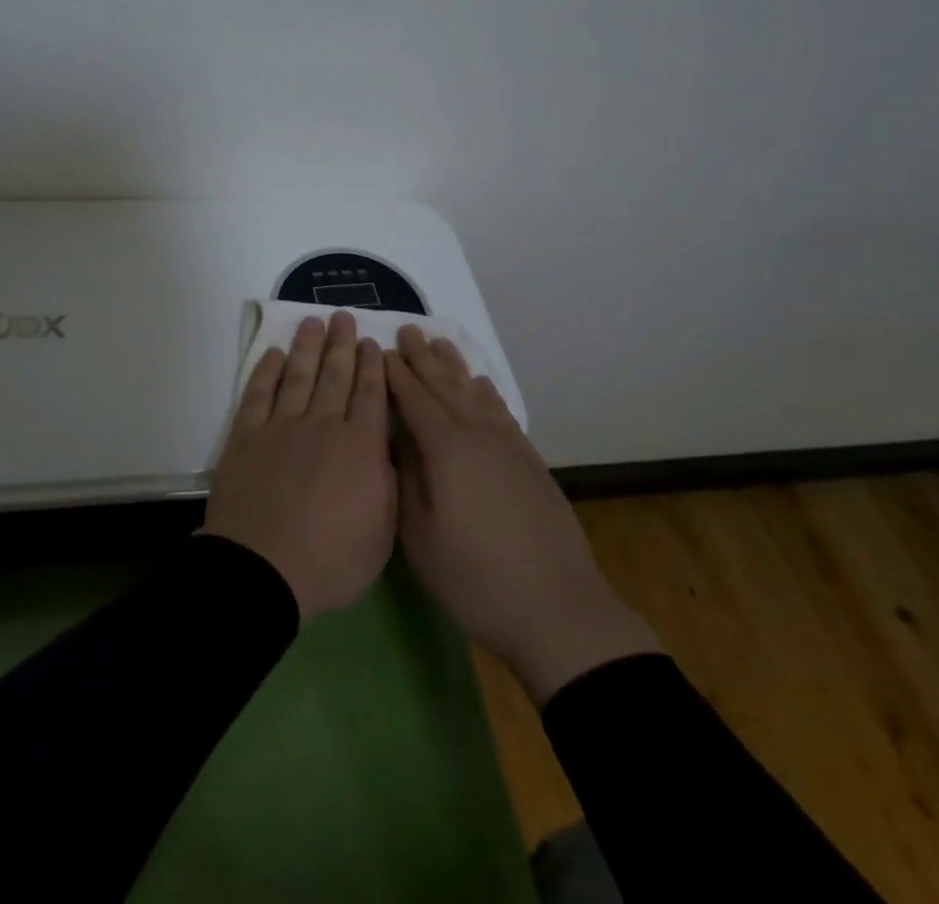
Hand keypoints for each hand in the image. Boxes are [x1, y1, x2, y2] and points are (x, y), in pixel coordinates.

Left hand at [205, 311, 396, 622]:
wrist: (263, 569)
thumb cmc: (330, 561)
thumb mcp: (382, 533)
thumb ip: (388, 483)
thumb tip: (387, 447)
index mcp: (360, 447)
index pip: (370, 395)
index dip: (371, 366)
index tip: (372, 342)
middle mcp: (323, 425)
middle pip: (335, 375)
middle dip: (342, 344)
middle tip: (344, 316)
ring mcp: (282, 426)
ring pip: (299, 375)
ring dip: (308, 346)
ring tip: (314, 321)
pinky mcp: (247, 435)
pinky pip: (259, 393)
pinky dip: (267, 370)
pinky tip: (275, 354)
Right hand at [387, 326, 662, 702]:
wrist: (558, 609)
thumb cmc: (475, 577)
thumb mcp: (420, 537)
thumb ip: (404, 478)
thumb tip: (395, 438)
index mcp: (446, 449)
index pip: (414, 399)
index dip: (395, 373)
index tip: (380, 349)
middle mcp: (477, 435)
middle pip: (445, 386)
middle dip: (423, 358)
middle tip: (408, 330)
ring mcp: (508, 445)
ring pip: (475, 392)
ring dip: (455, 366)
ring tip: (440, 342)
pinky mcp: (529, 460)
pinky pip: (500, 411)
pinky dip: (486, 391)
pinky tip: (480, 384)